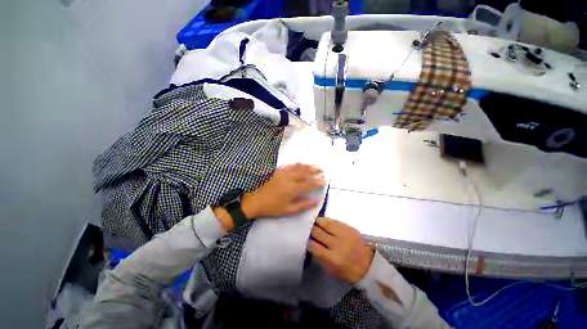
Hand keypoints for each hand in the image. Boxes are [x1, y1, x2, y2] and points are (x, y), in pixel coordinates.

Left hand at [241, 163, 325, 218]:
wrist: (257, 201)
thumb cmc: (273, 207)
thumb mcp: (288, 210)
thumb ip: (303, 205)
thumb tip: (316, 201)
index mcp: (292, 189)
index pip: (308, 184)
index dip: (317, 182)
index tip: (324, 181)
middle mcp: (289, 178)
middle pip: (304, 172)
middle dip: (314, 171)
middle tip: (322, 171)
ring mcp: (283, 173)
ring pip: (298, 167)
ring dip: (307, 166)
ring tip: (314, 166)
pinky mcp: (278, 171)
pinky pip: (290, 165)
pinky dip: (298, 164)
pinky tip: (301, 165)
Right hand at [308, 217, 373, 283]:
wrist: (369, 264)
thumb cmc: (348, 270)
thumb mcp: (331, 269)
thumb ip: (319, 256)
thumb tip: (309, 244)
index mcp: (332, 258)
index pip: (313, 245)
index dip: (306, 240)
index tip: (302, 237)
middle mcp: (337, 244)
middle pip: (317, 232)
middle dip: (310, 229)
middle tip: (305, 227)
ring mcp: (344, 233)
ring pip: (324, 223)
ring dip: (317, 222)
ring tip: (313, 222)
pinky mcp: (349, 227)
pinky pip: (333, 220)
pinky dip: (326, 221)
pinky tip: (323, 221)